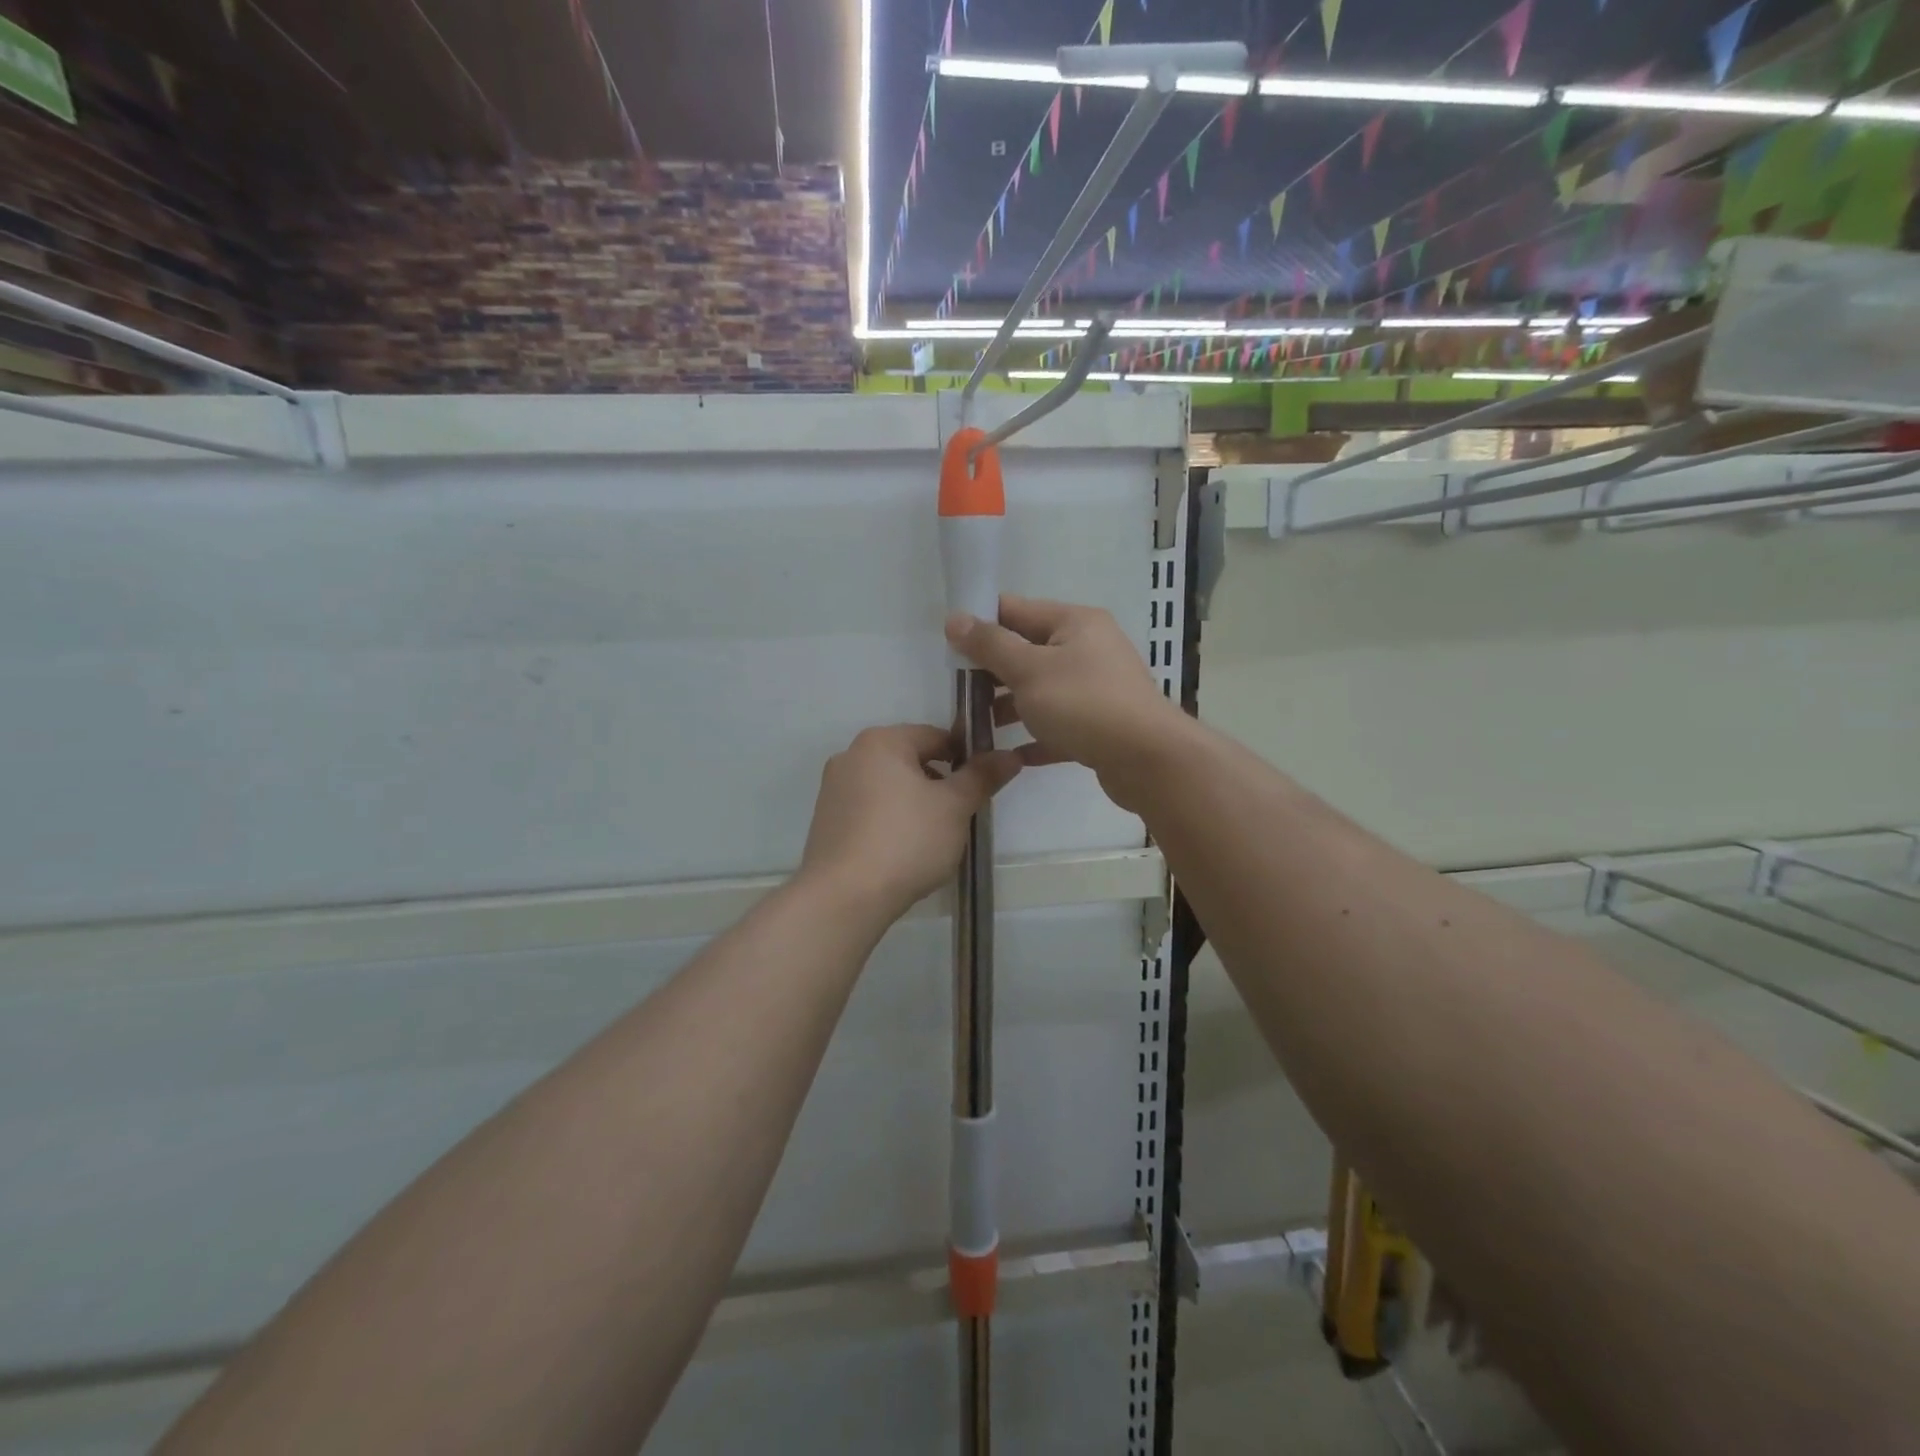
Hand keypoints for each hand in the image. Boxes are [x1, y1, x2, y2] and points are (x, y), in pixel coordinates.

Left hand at [799, 724, 1022, 919]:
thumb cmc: (906, 840)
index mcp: (881, 741)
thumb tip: (1009, 755)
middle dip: (939, 784)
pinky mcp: (826, 822)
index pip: (936, 736)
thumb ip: (982, 777)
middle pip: (910, 761)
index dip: (966, 758)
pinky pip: (869, 811)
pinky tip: (903, 852)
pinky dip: (890, 823)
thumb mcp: (955, 807)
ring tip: (933, 839)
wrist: (844, 897)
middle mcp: (851, 756)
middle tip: (960, 817)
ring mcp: (833, 790)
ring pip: (889, 788)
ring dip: (915, 804)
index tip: (981, 787)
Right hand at [945, 595, 1187, 810]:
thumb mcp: (1028, 670)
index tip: (947, 645)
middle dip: (991, 671)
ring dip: (1009, 706)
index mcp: (1075, 623)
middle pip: (1028, 652)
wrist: (1147, 760)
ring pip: (1042, 691)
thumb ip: (989, 645)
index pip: (1017, 610)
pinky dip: (1035, 736)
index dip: (981, 623)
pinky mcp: (1100, 726)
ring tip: (974, 726)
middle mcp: (1089, 649)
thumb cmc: (1083, 704)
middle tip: (957, 690)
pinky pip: (1058, 726)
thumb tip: (954, 618)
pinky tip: (1008, 755)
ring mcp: (1097, 689)